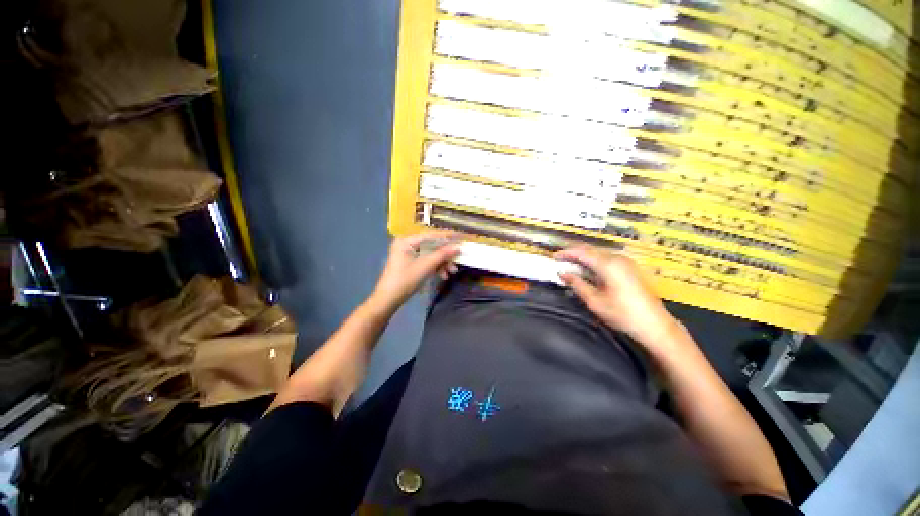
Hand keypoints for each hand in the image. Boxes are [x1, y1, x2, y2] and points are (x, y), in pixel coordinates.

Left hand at [369, 230, 460, 312]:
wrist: (389, 300)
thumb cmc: (405, 280)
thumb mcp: (425, 266)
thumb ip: (442, 255)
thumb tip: (458, 247)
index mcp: (407, 241)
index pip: (432, 235)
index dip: (448, 236)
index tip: (463, 236)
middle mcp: (408, 243)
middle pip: (433, 245)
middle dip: (446, 254)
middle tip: (459, 258)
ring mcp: (409, 253)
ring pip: (432, 254)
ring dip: (443, 262)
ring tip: (452, 272)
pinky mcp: (412, 262)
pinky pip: (427, 261)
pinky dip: (436, 267)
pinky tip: (444, 275)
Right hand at [555, 245, 679, 345]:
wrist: (654, 325)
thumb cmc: (623, 314)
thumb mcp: (594, 301)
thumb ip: (577, 284)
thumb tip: (562, 273)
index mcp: (608, 265)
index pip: (581, 252)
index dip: (566, 253)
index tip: (554, 257)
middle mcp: (617, 259)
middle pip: (590, 250)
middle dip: (573, 253)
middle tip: (560, 261)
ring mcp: (626, 262)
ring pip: (598, 253)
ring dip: (583, 257)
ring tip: (571, 265)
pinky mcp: (630, 268)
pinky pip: (606, 258)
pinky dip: (593, 261)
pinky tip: (587, 270)